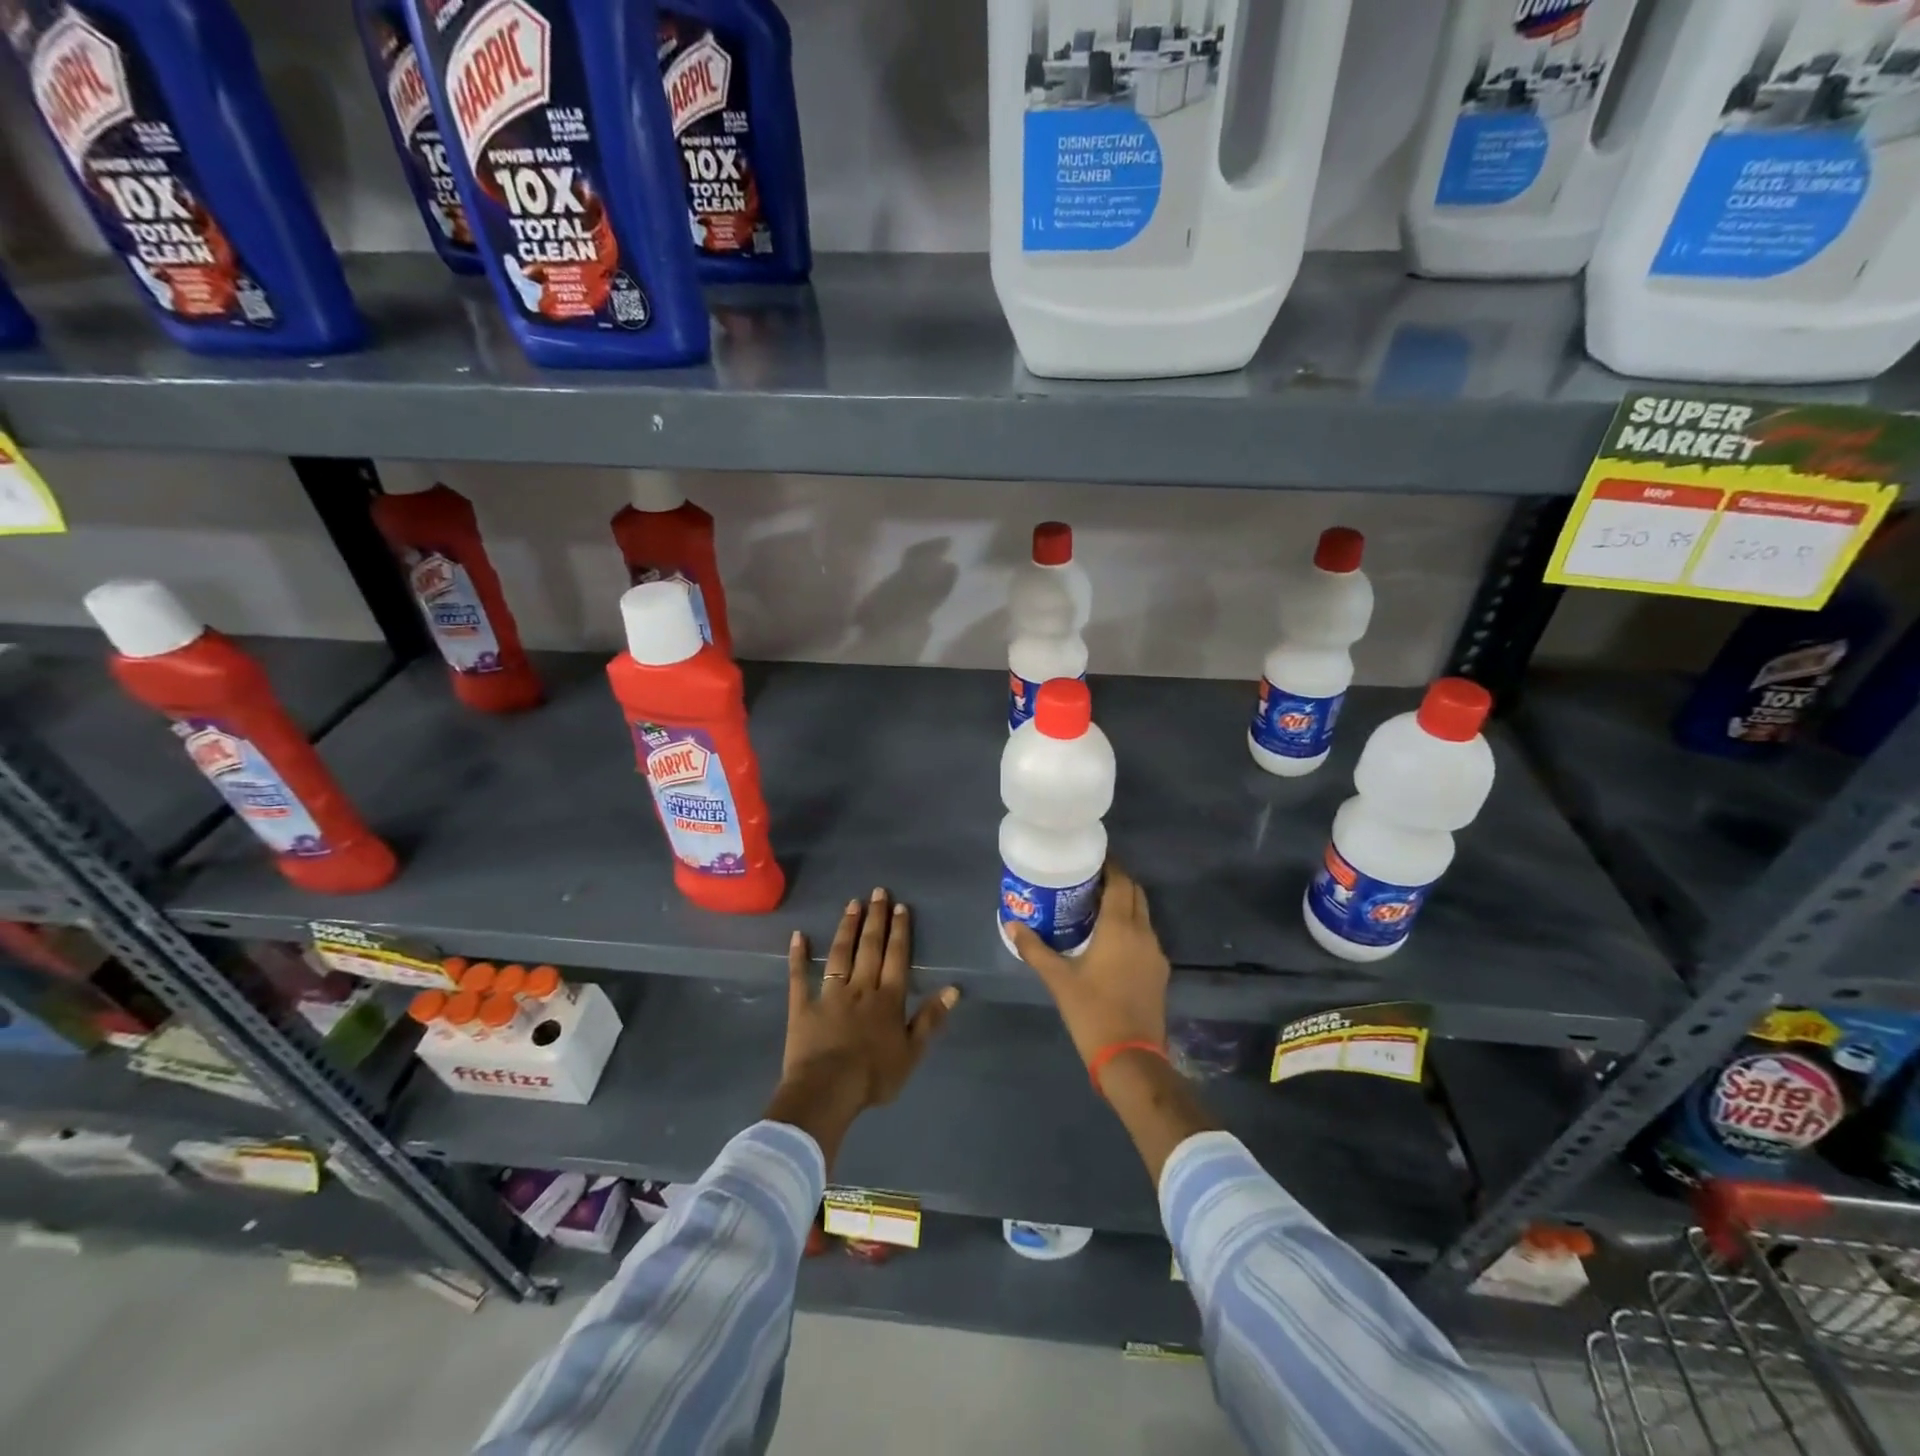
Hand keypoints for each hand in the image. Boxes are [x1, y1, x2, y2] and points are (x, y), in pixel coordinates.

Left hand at [765, 888, 958, 1168]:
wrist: (828, 1091)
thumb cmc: (874, 1076)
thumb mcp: (912, 1053)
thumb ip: (930, 1019)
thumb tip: (953, 989)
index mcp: (888, 999)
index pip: (896, 958)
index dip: (899, 931)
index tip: (900, 907)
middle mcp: (860, 988)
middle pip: (870, 948)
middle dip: (875, 919)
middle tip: (877, 892)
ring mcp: (830, 995)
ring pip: (840, 954)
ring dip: (846, 928)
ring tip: (851, 904)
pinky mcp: (803, 1007)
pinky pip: (800, 978)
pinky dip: (798, 956)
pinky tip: (798, 936)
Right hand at [1009, 864, 1169, 1066]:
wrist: (1130, 1057)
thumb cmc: (1092, 1011)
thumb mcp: (1058, 979)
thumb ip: (1034, 949)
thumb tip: (1012, 924)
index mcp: (1120, 927)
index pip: (1121, 882)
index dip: (1109, 866)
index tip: (1091, 859)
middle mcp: (1143, 933)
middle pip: (1135, 893)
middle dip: (1117, 881)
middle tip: (1089, 880)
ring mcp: (1155, 953)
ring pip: (1143, 915)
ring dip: (1125, 904)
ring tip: (1096, 907)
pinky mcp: (1159, 972)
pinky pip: (1146, 936)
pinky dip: (1131, 927)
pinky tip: (1110, 940)